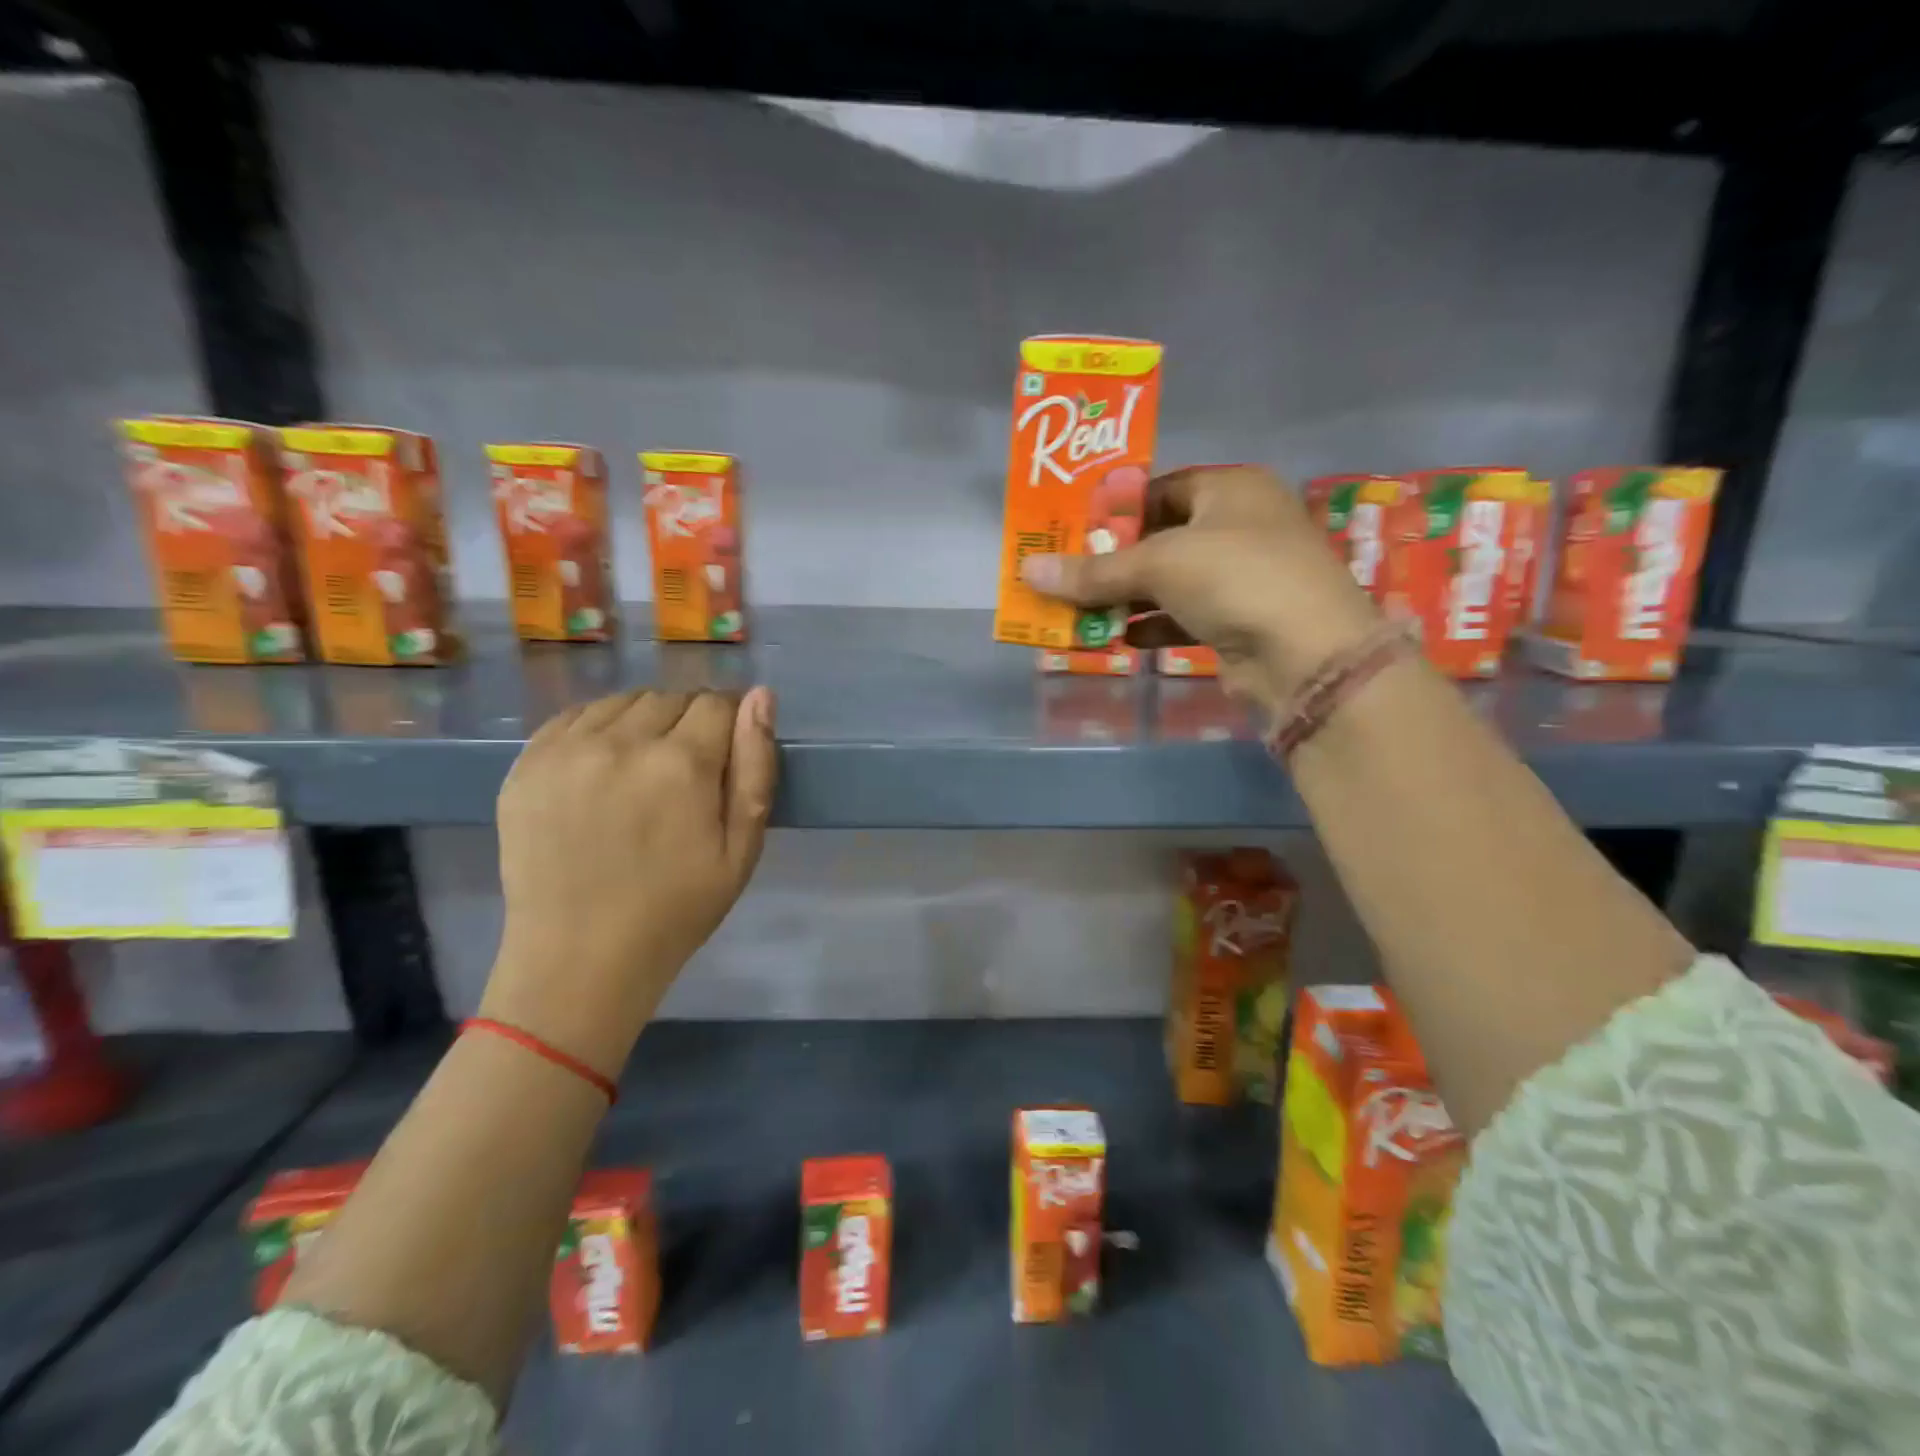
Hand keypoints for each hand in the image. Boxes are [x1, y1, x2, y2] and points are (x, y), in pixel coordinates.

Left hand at [482, 688, 777, 1074]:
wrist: (580, 959)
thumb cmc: (676, 909)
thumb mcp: (741, 849)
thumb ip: (755, 767)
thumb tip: (761, 696)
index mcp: (682, 764)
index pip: (717, 703)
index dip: (729, 724)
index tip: (725, 755)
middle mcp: (621, 742)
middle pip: (670, 698)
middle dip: (689, 723)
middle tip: (684, 773)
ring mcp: (566, 751)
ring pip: (622, 701)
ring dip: (643, 722)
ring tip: (641, 770)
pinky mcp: (526, 765)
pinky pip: (574, 716)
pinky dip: (597, 729)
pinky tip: (602, 769)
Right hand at [1017, 465, 1381, 706]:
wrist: (1307, 656)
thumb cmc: (1235, 577)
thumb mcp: (1159, 564)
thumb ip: (1094, 571)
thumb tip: (1027, 571)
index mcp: (1230, 489)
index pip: (1159, 489)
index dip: (1114, 510)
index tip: (1070, 531)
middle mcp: (1239, 526)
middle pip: (1160, 538)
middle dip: (1111, 561)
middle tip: (1064, 573)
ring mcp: (1241, 577)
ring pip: (1168, 582)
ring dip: (1124, 598)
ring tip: (1075, 610)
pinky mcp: (1238, 622)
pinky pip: (1181, 617)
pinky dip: (1149, 626)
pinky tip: (1115, 638)